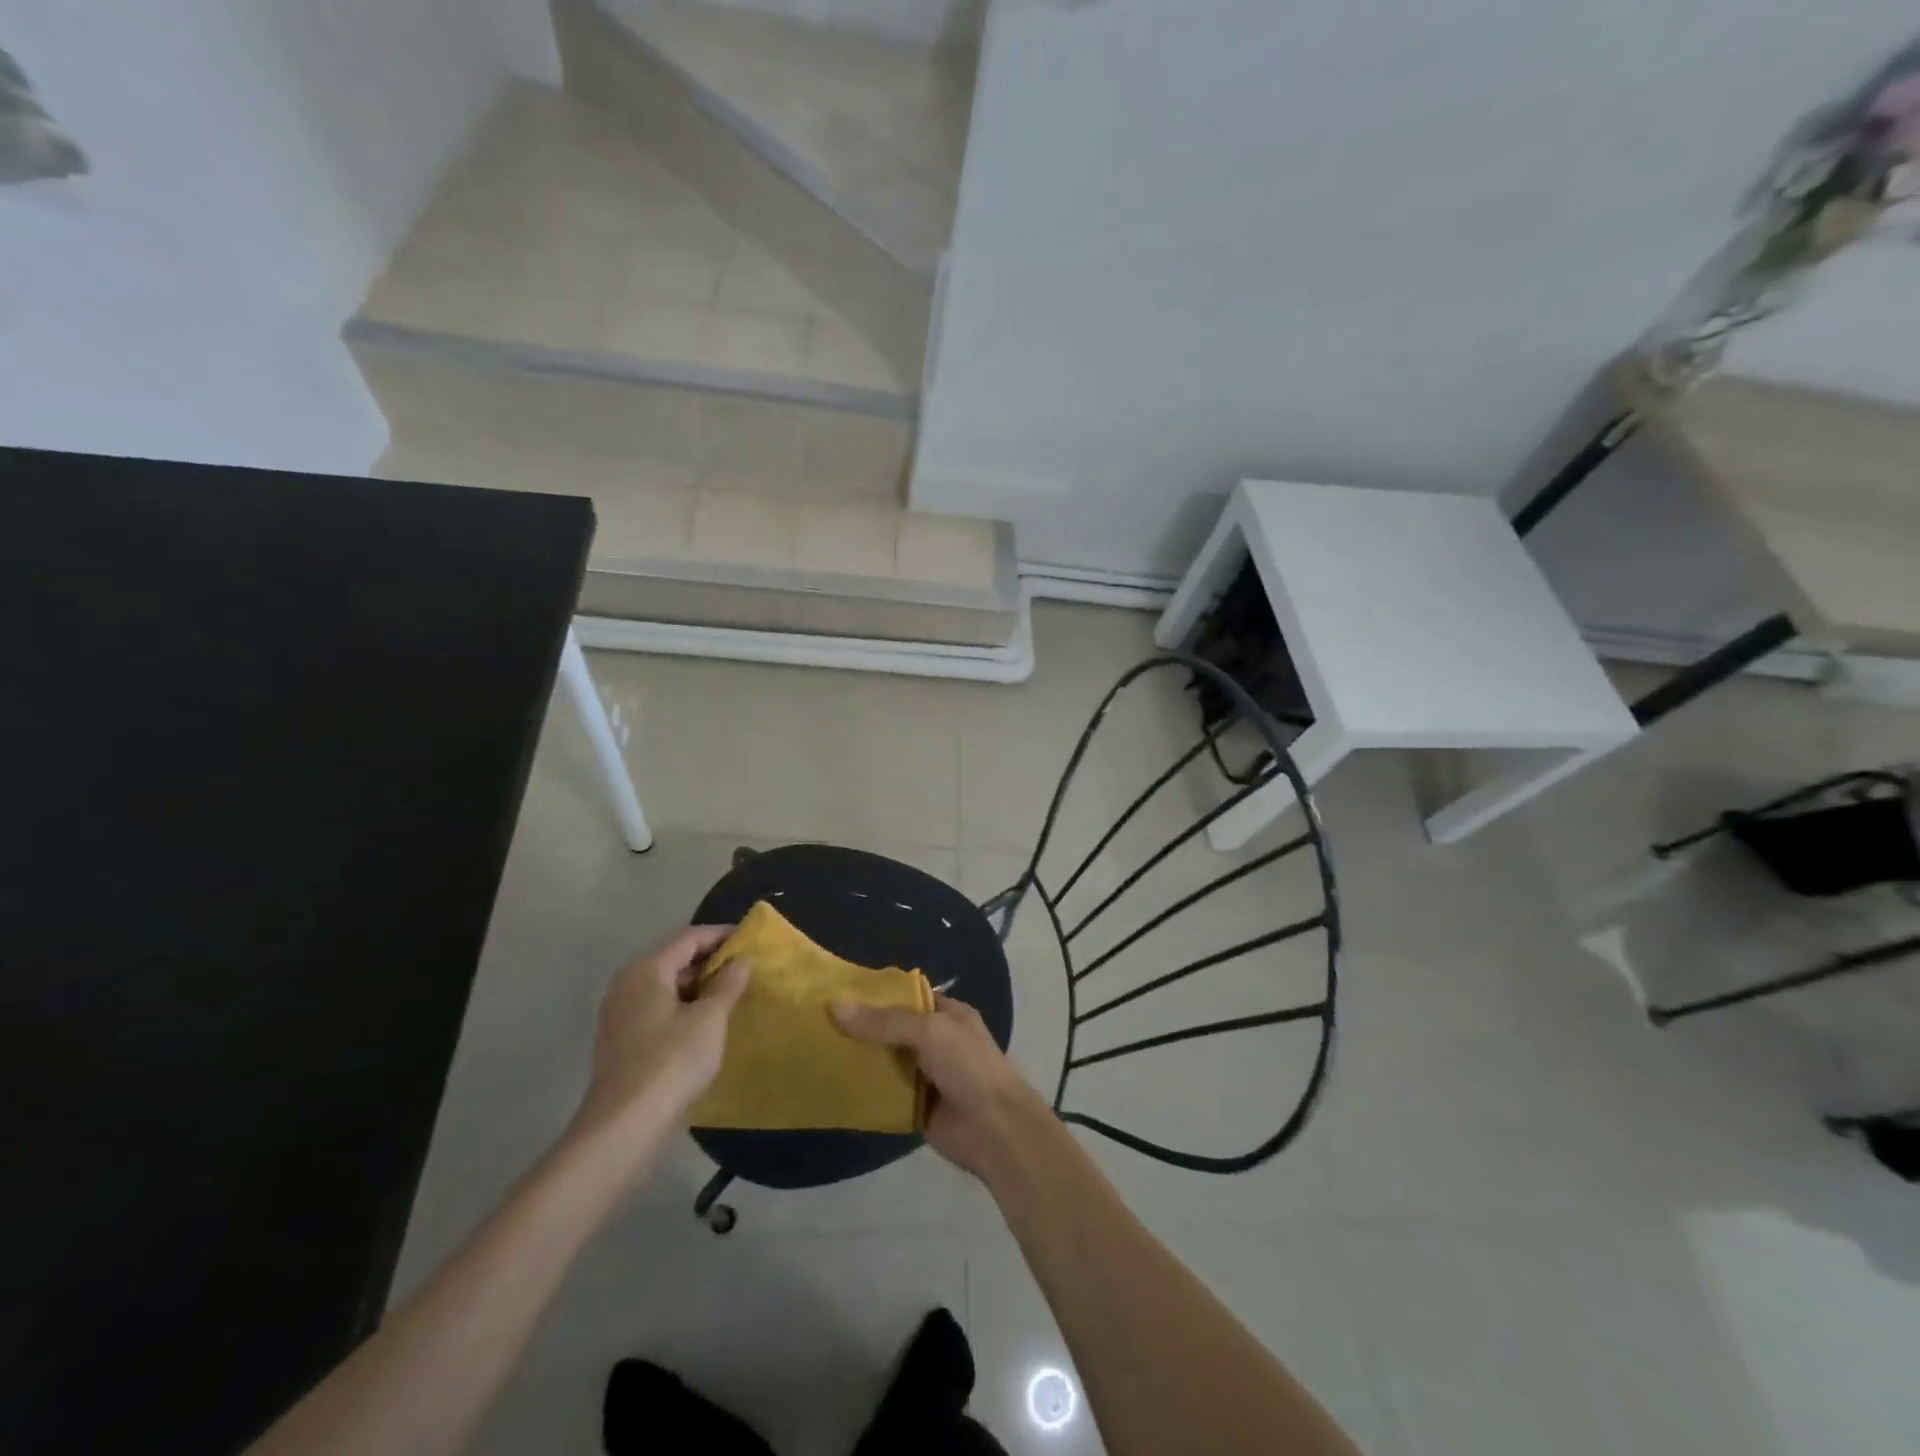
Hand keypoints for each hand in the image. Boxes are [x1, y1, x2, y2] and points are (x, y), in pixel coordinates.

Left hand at [572, 926, 748, 1153]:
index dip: (721, 935)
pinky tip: (707, 1024)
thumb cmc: (671, 1061)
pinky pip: (659, 1009)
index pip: (689, 938)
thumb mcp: (710, 1019)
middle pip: (675, 960)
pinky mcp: (622, 1040)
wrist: (623, 1126)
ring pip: (667, 987)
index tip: (750, 939)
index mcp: (646, 970)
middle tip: (746, 969)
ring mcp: (620, 1014)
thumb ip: (728, 984)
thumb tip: (741, 959)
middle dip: (711, 962)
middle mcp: (627, 984)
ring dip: (699, 987)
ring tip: (732, 996)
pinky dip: (684, 1008)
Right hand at [833, 994, 1051, 1181]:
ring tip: (816, 1051)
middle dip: (862, 1028)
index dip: (876, 995)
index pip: (907, 997)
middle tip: (818, 1024)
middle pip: (892, 1030)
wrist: (995, 1130)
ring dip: (859, 1060)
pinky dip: (863, 1092)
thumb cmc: (969, 1067)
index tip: (839, 994)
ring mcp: (925, 1075)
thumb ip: (885, 1022)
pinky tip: (832, 1086)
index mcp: (948, 1014)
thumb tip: (836, 1007)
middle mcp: (936, 1041)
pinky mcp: (915, 1107)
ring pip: (885, 1062)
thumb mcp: (930, 1032)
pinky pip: (884, 1095)